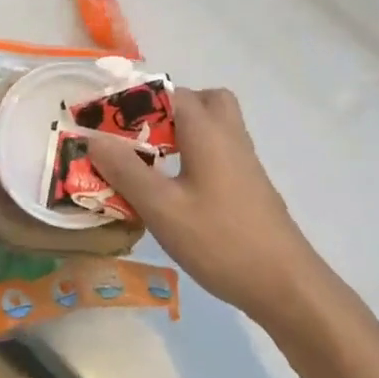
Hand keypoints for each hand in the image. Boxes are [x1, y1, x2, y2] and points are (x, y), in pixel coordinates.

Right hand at [88, 87, 324, 326]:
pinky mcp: (250, 186)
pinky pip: (219, 152)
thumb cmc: (219, 240)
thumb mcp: (162, 207)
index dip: (134, 100)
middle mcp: (229, 136)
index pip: (168, 92)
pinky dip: (195, 156)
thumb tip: (93, 137)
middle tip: (139, 137)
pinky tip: (175, 190)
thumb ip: (126, 170)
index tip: (105, 121)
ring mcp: (244, 161)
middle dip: (167, 110)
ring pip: (213, 127)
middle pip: (203, 100)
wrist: (285, 285)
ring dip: (182, 133)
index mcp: (207, 130)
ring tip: (151, 162)